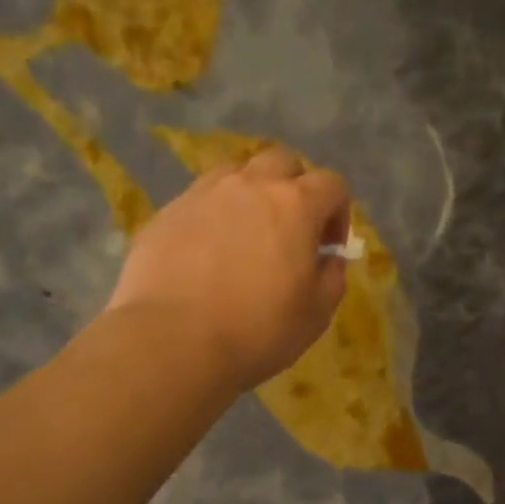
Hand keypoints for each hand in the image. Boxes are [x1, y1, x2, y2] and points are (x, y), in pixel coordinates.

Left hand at [107, 146, 351, 391]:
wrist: (171, 340)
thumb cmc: (257, 330)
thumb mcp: (316, 314)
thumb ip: (332, 277)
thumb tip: (329, 258)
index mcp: (294, 205)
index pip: (331, 185)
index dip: (338, 213)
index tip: (328, 248)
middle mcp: (249, 185)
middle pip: (282, 163)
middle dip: (294, 189)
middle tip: (290, 231)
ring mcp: (202, 194)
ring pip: (236, 174)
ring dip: (250, 195)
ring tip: (246, 236)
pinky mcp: (166, 213)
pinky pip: (199, 200)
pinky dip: (212, 216)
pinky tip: (206, 255)